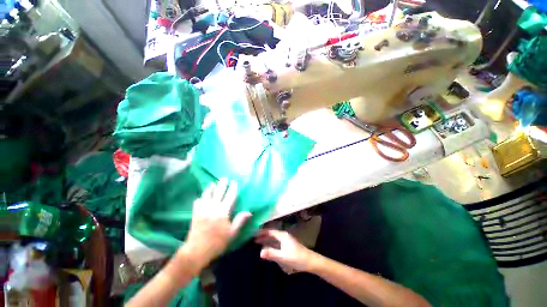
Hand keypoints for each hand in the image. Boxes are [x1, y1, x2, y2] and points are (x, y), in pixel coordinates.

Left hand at [182, 178, 251, 264]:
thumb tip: (249, 212)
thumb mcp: (232, 233)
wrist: (197, 251)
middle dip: (222, 184)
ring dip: (210, 188)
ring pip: (207, 195)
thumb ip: (240, 221)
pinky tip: (201, 197)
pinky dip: (200, 198)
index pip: (230, 196)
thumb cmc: (217, 242)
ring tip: (212, 183)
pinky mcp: (195, 214)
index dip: (232, 188)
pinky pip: (197, 202)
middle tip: (224, 178)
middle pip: (218, 192)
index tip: (234, 182)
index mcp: (223, 211)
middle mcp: (213, 207)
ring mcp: (203, 210)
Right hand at [255, 230, 317, 273]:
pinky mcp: (288, 245)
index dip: (262, 233)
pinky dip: (271, 244)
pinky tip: (268, 248)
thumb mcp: (283, 256)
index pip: (270, 231)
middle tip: (253, 239)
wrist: (309, 261)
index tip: (253, 234)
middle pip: (271, 234)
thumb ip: (272, 254)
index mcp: (282, 236)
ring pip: (274, 238)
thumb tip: (260, 252)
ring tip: (258, 243)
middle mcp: (284, 236)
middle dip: (263, 236)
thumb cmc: (296, 257)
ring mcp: (286, 240)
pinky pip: (276, 242)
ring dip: (266, 240)